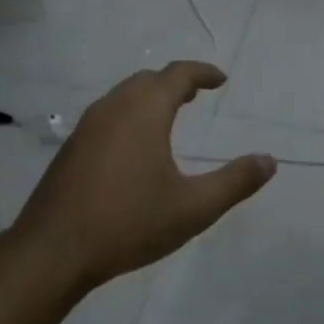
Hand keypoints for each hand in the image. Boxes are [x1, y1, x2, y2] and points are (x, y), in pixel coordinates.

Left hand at [13, 62, 275, 292]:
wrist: (53, 251)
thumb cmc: (129, 223)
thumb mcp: (193, 208)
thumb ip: (234, 182)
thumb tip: (269, 161)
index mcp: (143, 112)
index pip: (177, 75)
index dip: (202, 72)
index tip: (220, 80)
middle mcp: (112, 109)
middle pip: (147, 80)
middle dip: (174, 82)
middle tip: (196, 95)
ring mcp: (86, 128)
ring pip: (123, 97)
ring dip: (149, 97)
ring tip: (169, 116)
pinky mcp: (70, 149)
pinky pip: (107, 116)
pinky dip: (129, 115)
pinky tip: (134, 147)